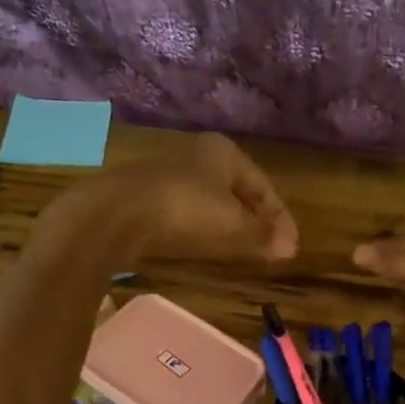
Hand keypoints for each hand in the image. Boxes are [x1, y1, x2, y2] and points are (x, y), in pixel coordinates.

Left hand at [70, 133, 298, 263]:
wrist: (114, 216)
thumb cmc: (184, 211)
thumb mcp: (233, 226)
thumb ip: (262, 236)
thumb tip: (290, 247)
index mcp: (223, 153)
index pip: (263, 186)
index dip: (279, 218)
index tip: (291, 246)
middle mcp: (196, 157)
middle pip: (236, 192)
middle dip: (254, 219)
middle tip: (269, 246)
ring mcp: (167, 176)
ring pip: (210, 202)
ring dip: (227, 225)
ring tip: (240, 250)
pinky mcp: (144, 199)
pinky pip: (185, 214)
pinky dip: (201, 229)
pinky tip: (203, 247)